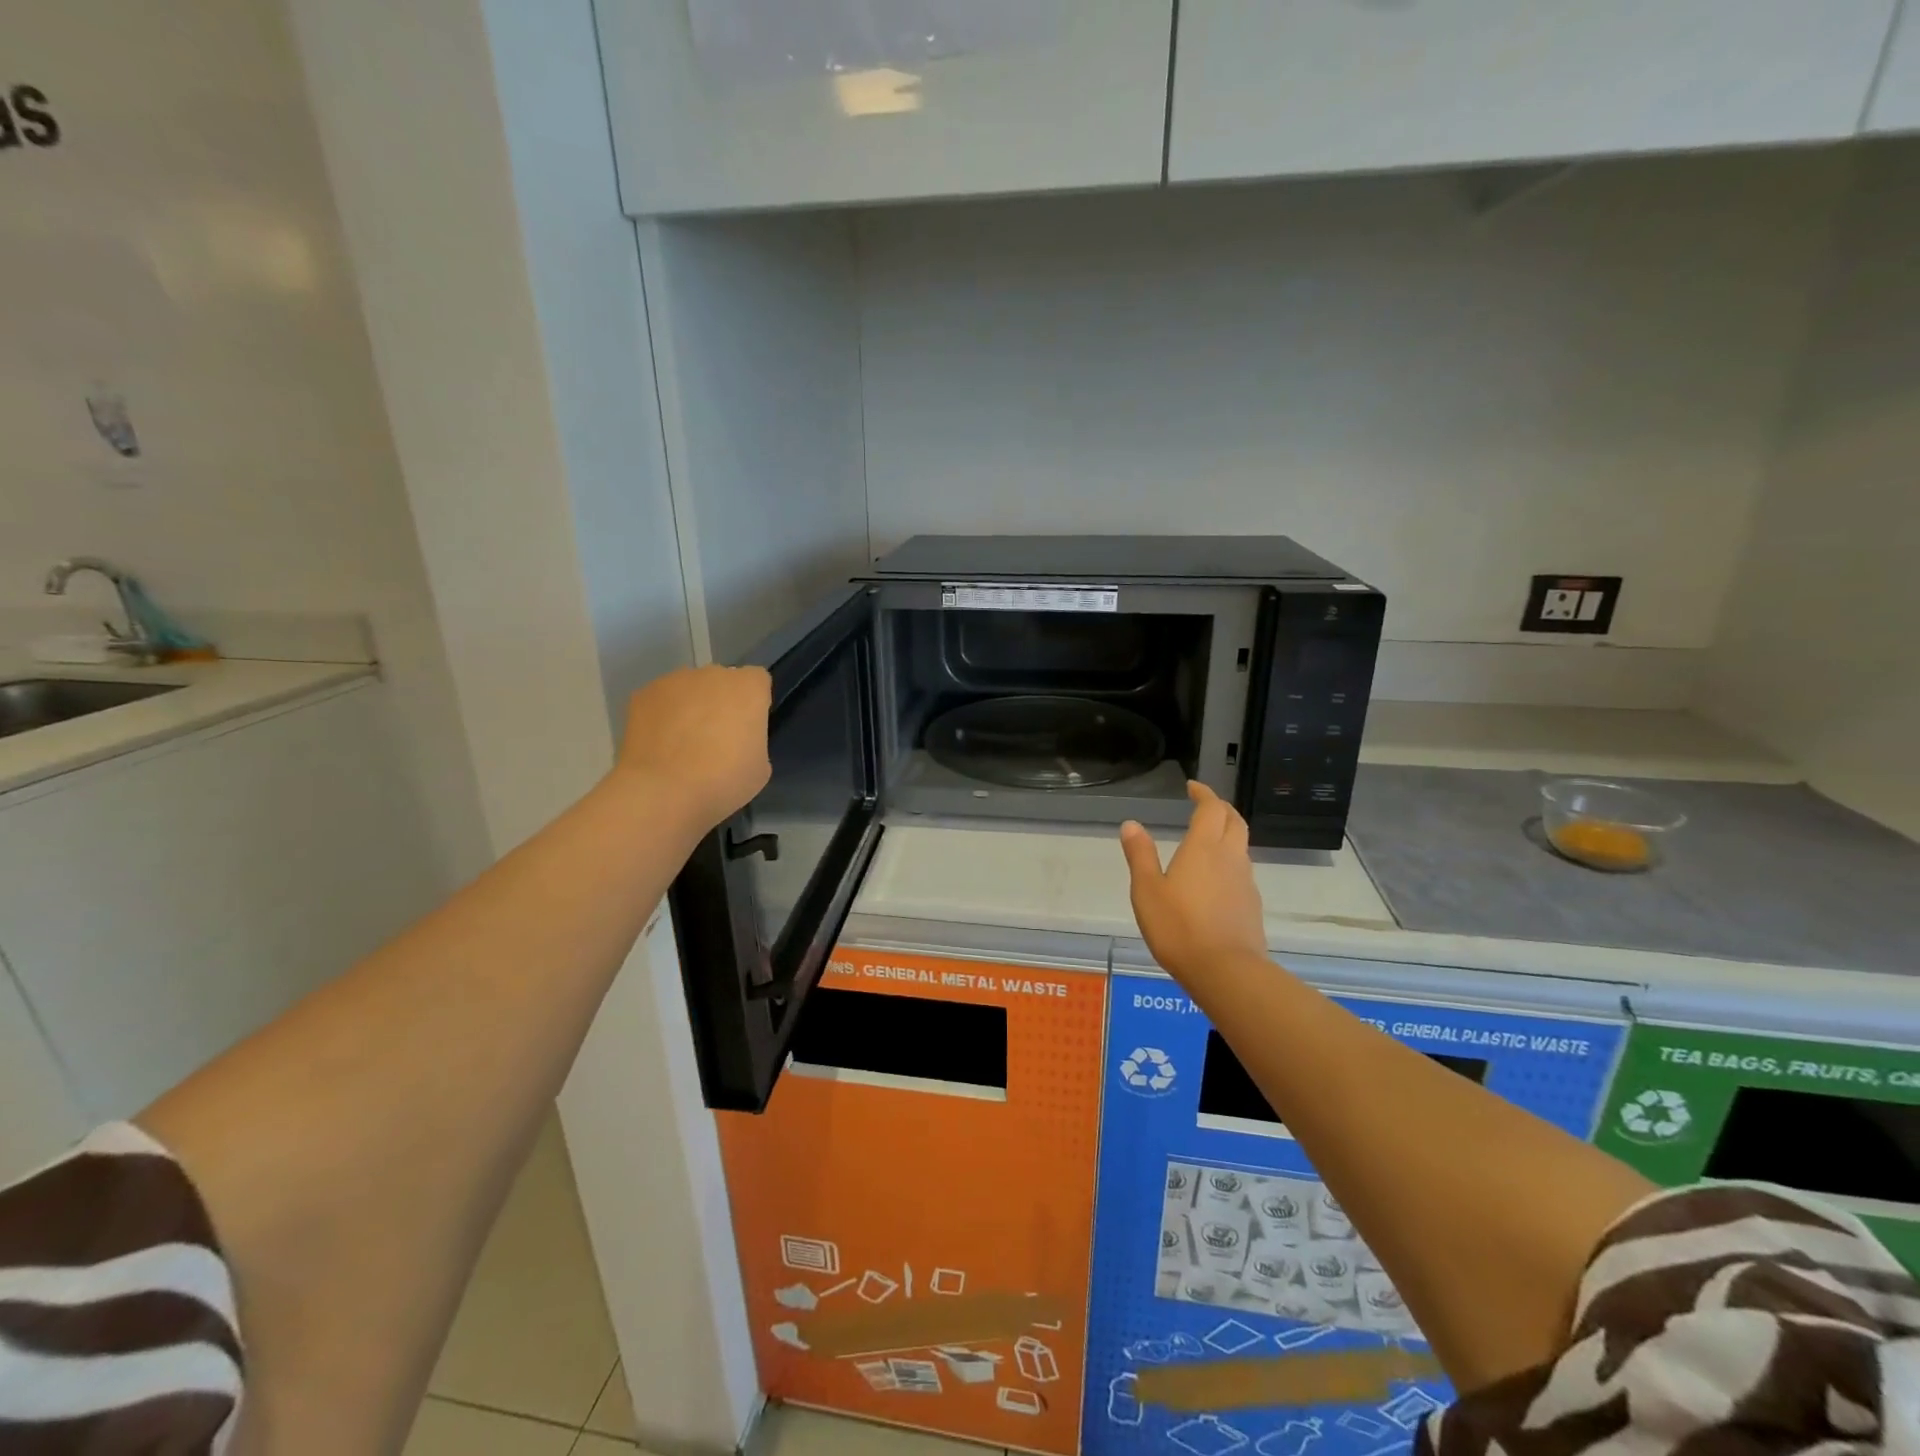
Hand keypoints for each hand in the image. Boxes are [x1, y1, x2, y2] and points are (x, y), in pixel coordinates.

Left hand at [617, 666, 771, 830]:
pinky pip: (660, 701)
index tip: (747, 727)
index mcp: (749, 688)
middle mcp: (713, 674)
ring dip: (690, 707)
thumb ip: (752, 741)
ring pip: (689, 689)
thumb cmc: (724, 780)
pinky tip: (659, 745)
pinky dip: (661, 716)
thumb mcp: (760, 767)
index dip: (753, 703)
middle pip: (722, 681)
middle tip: (715, 738)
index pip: (758, 681)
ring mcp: (675, 681)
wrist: (663, 791)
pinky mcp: (642, 694)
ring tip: (681, 744)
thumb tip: (736, 741)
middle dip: (720, 702)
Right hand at [1120, 782, 1267, 986]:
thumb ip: (1140, 855)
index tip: (1193, 787)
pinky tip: (1215, 879)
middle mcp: (1229, 857)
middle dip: (1221, 808)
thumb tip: (1131, 824)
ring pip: (1241, 846)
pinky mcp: (1251, 905)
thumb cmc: (1178, 927)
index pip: (1211, 808)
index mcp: (1203, 848)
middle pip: (1234, 821)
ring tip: (1207, 841)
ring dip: (1227, 834)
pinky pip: (1242, 871)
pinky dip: (1229, 862)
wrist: (1226, 971)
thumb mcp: (1147, 890)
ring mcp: (1245, 882)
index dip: (1204, 794)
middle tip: (1205, 806)